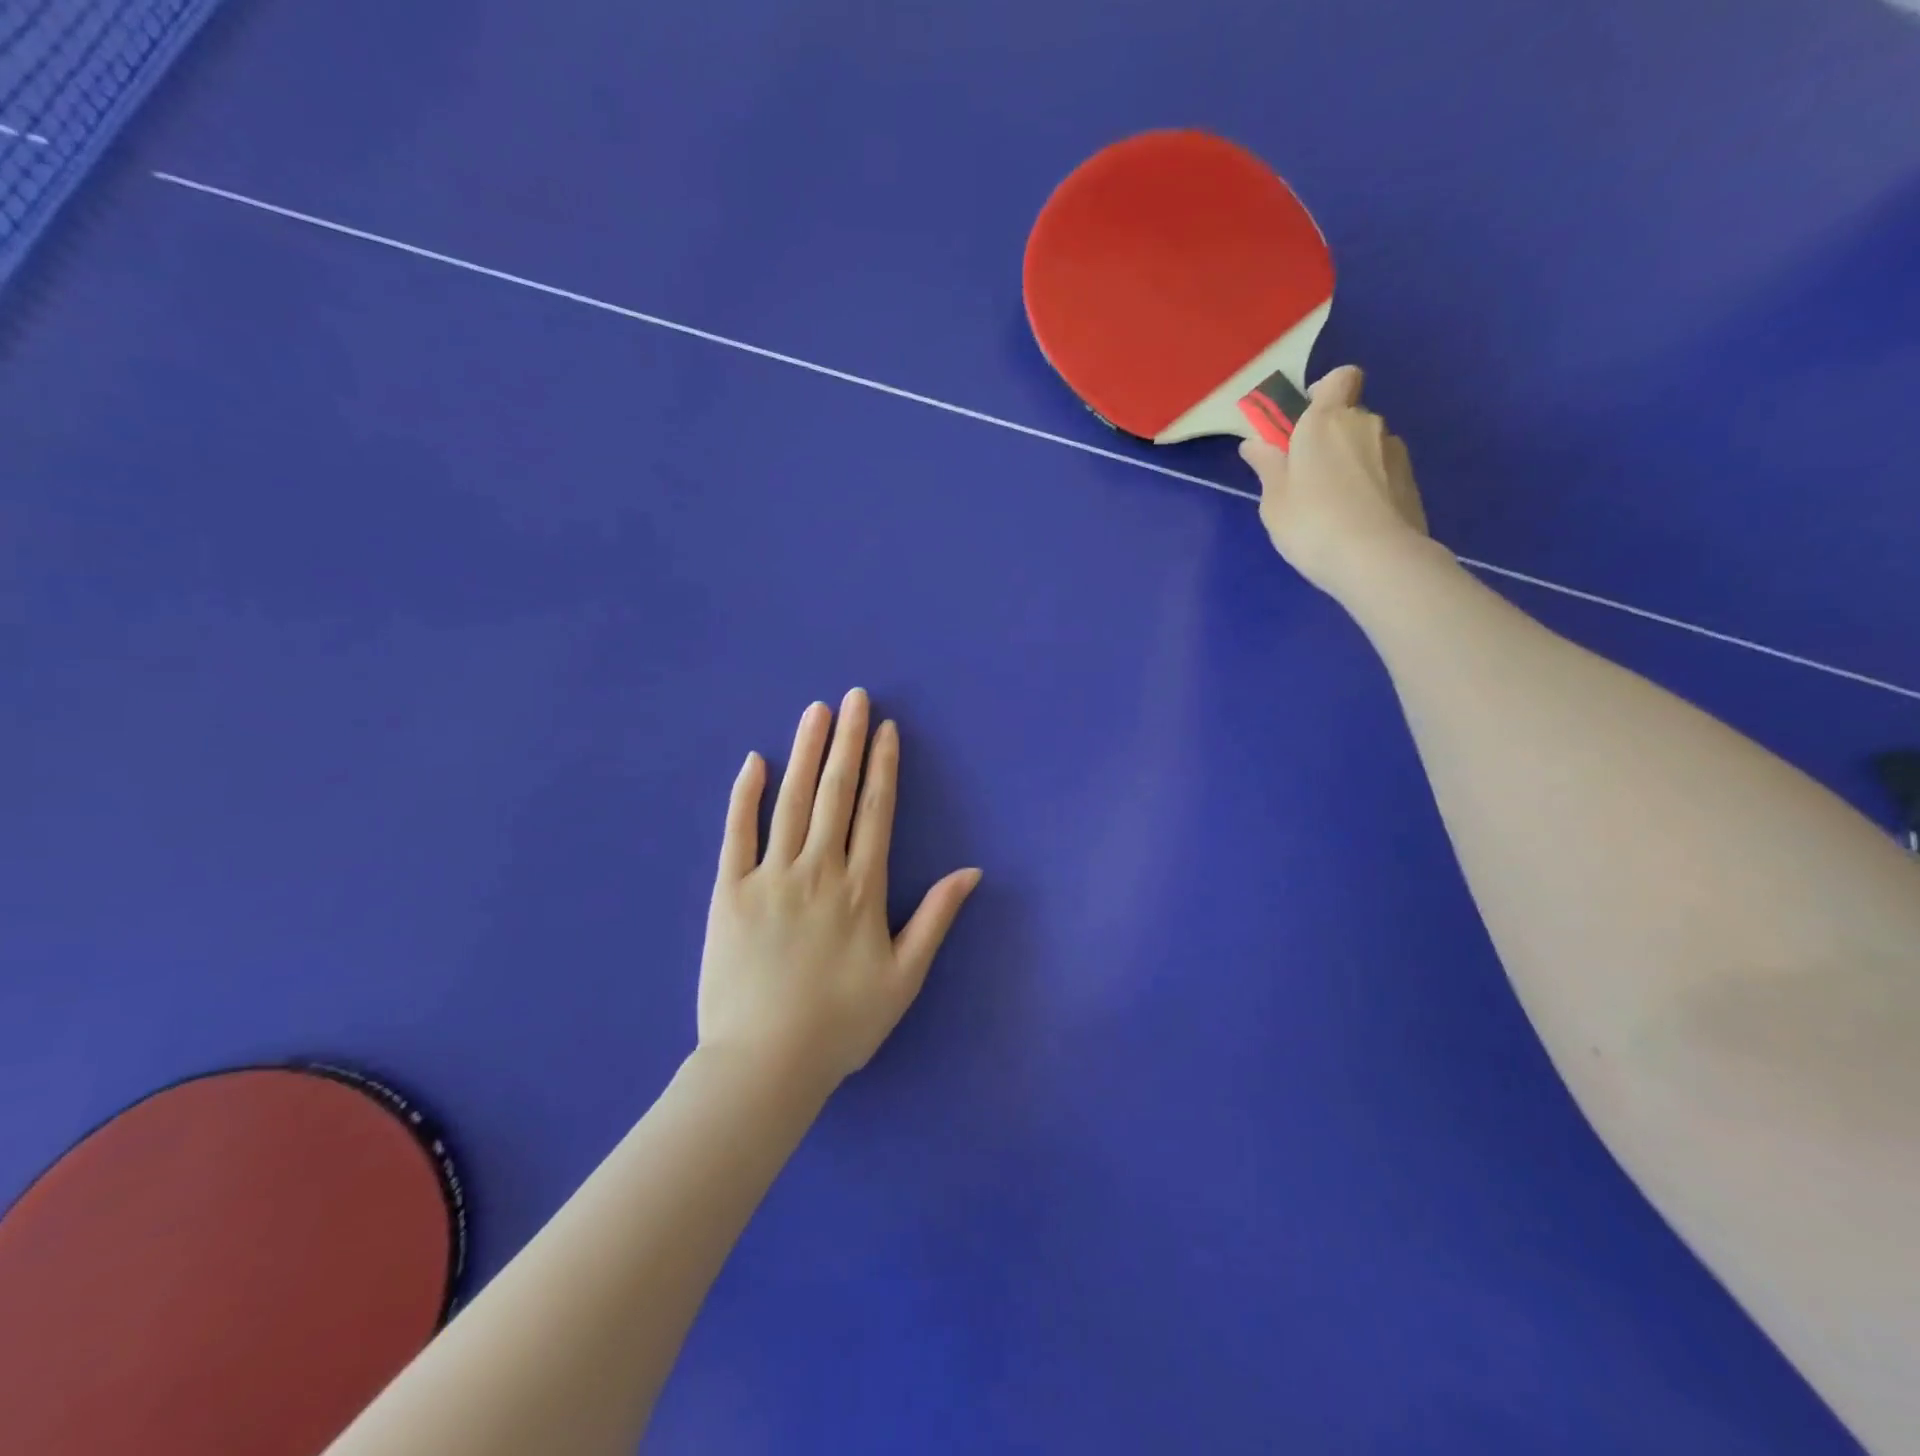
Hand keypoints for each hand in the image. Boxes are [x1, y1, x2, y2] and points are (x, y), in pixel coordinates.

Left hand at [698, 689, 981, 1087]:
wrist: (764, 1065)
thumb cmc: (841, 1025)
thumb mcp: (904, 978)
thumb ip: (935, 919)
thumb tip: (972, 872)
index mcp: (862, 890)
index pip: (876, 812)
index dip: (882, 766)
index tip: (885, 729)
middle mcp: (819, 871)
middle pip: (836, 793)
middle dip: (847, 741)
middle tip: (853, 697)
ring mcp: (770, 877)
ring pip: (792, 801)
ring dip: (806, 752)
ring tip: (816, 712)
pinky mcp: (728, 892)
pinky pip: (736, 833)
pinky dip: (745, 795)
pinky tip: (755, 761)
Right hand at [1240, 365, 1432, 599]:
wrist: (1376, 558)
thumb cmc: (1311, 523)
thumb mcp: (1274, 500)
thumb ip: (1267, 467)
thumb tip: (1255, 444)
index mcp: (1325, 421)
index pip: (1339, 378)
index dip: (1324, 391)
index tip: (1304, 420)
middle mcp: (1365, 423)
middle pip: (1349, 416)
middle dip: (1331, 438)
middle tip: (1307, 478)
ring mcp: (1393, 450)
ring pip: (1367, 445)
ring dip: (1351, 463)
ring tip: (1333, 506)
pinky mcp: (1411, 479)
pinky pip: (1382, 471)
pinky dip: (1369, 485)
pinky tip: (1355, 519)